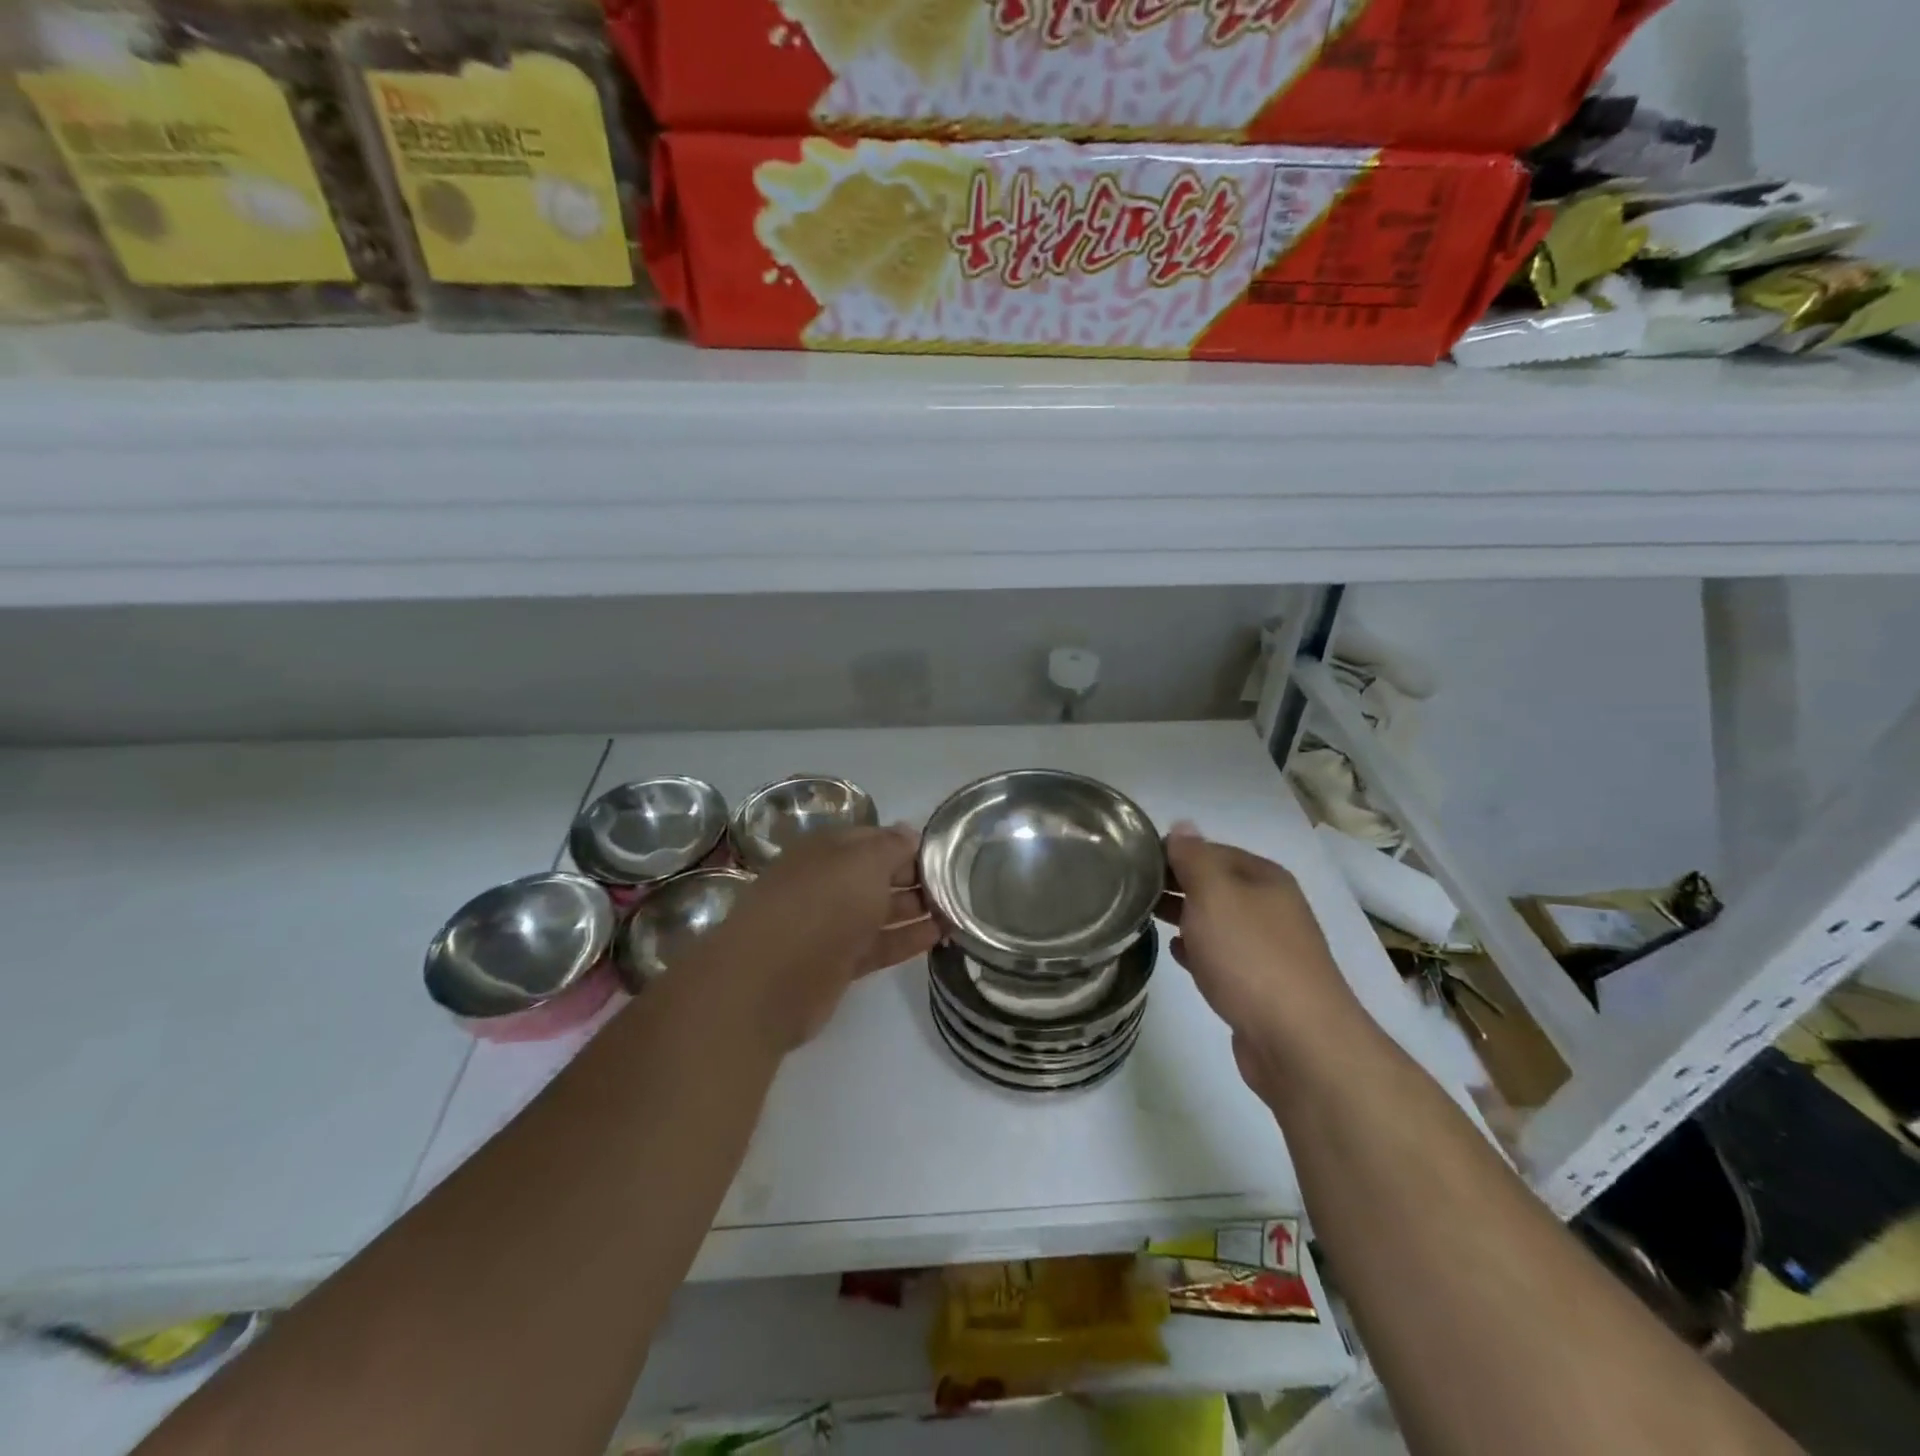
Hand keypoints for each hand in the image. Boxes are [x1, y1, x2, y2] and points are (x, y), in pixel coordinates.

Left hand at [697, 825, 938, 1053]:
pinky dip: (907, 939)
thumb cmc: (821, 904)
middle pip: (878, 875)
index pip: (875, 838)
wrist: (770, 980)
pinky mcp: (837, 963)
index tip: (945, 854)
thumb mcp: (863, 861)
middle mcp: (828, 882)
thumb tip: (909, 833)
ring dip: (917, 909)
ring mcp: (831, 924)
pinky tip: (940, 936)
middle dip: (916, 877)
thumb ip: (891, 846)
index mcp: (827, 850)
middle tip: (959, 884)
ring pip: (880, 911)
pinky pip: (879, 945)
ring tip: (959, 910)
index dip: (908, 844)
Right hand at [1156, 824, 1367, 1093]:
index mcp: (1264, 877)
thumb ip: (1194, 858)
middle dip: (1175, 883)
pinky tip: (1176, 951)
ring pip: (1217, 920)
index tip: (1132, 860)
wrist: (1298, 1041)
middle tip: (1129, 888)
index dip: (1173, 851)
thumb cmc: (1250, 956)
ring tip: (1143, 915)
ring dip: (1184, 915)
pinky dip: (1198, 949)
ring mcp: (1268, 948)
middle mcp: (1271, 907)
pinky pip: (1221, 955)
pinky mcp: (1260, 985)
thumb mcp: (1215, 894)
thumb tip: (1182, 825)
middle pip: (1215, 884)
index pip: (1210, 849)